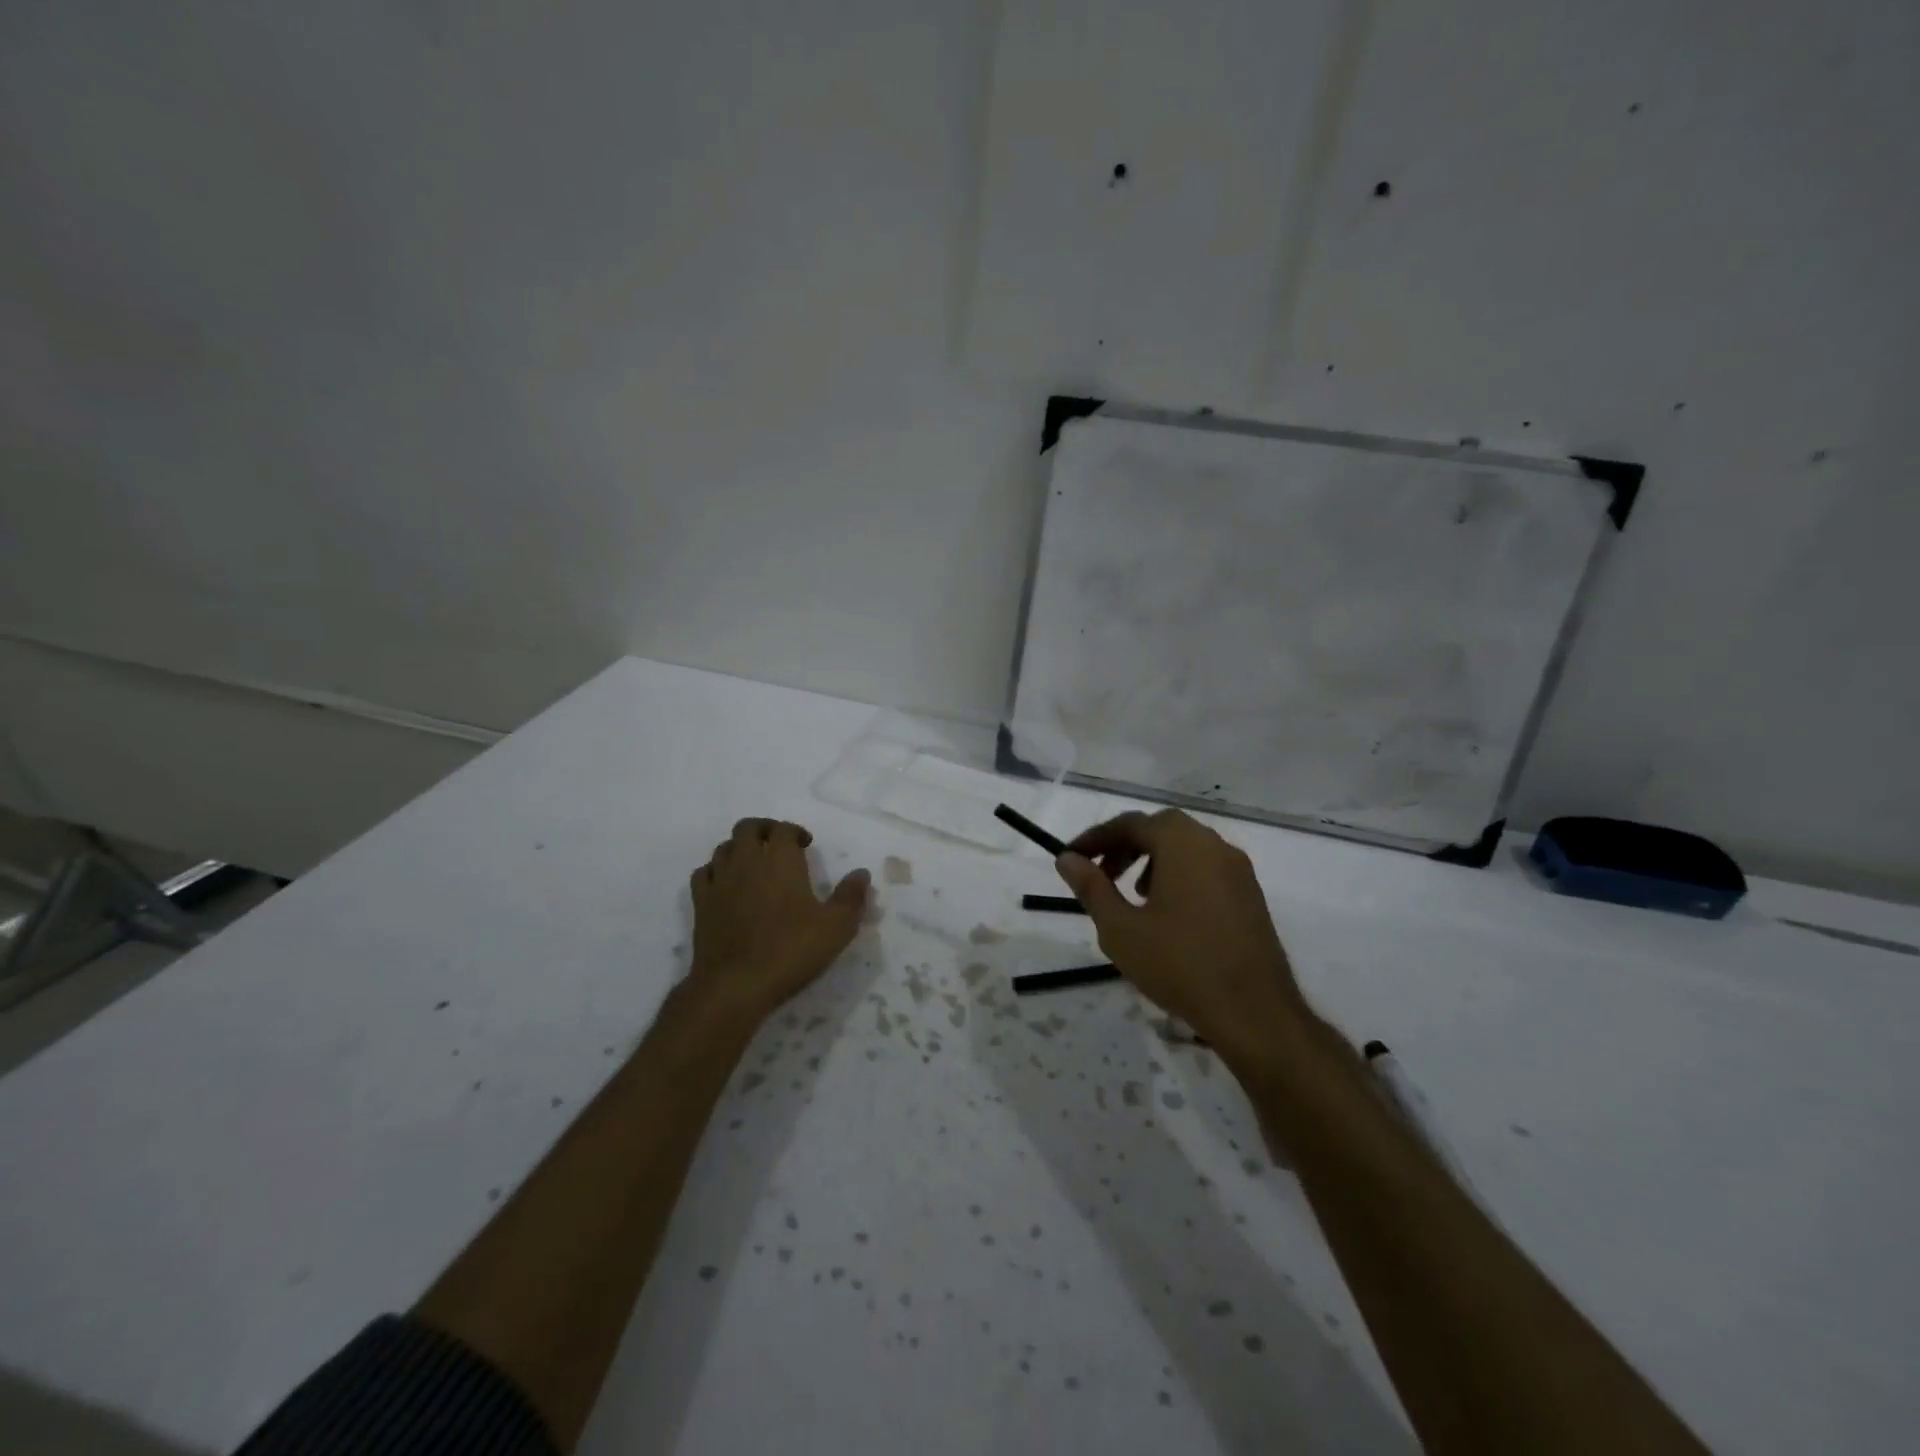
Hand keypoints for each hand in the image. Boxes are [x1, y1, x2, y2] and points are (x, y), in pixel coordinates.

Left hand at [687, 818, 869, 1024]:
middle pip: (748, 827)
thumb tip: (861, 873)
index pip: (783, 829)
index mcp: (780, 859)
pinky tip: (726, 885)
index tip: (806, 845)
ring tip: (755, 864)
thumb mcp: (836, 927)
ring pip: (724, 847)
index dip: (795, 831)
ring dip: (740, 848)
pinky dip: (716, 870)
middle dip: (765, 830)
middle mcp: (747, 861)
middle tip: (779, 845)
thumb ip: (851, 896)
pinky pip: (704, 873)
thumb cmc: (790, 951)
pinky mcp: (701, 904)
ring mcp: (719, 881)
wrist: (735, 986)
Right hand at [1054, 809, 1310, 1071]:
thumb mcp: (1121, 928)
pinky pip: (1206, 868)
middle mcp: (1214, 845)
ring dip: (1152, 859)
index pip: (1130, 824)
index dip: (1095, 838)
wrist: (1254, 1012)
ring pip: (1186, 847)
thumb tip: (1067, 859)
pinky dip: (1179, 874)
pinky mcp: (1250, 896)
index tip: (1070, 858)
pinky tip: (1167, 913)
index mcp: (1182, 844)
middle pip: (1161, 829)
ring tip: (1131, 894)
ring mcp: (1238, 870)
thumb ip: (1091, 888)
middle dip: (1126, 845)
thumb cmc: (1179, 964)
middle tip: (1101, 873)